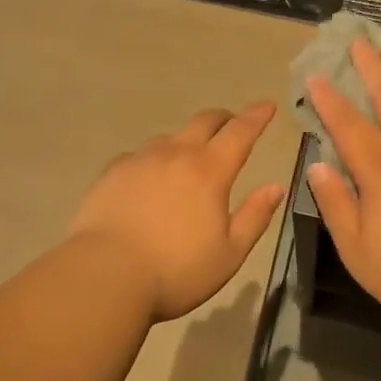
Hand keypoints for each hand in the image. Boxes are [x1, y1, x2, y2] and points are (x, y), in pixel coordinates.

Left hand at [70, 102, 287, 321]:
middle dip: (223, 119)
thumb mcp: (229, 253)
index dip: (256, 117)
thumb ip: (255, 217)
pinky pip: (139, 156)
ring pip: (170, 138)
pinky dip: (153, 161)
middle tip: (231, 124)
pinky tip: (148, 180)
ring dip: (186, 141)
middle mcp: (175, 155)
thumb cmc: (176, 270)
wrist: (105, 275)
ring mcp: (140, 160)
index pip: (239, 132)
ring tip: (188, 160)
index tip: (267, 105)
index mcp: (209, 171)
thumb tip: (275, 187)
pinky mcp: (112, 173)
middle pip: (203, 122)